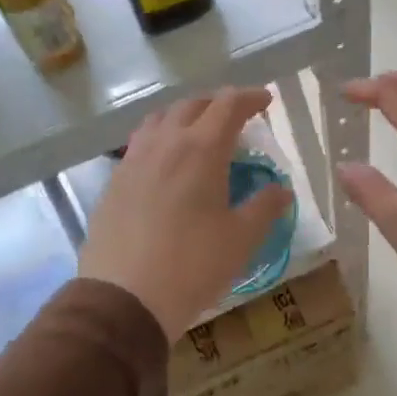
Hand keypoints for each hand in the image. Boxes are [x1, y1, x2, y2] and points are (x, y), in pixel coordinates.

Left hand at [79, 88, 294, 341]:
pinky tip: (166, 161)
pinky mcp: (114, 181)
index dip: (249, 98)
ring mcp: (134, 160)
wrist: (125, 298)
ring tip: (198, 130)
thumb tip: (282, 190)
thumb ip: (265, 207)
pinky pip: (140, 143)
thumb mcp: (241, 239)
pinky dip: (160, 137)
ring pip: (159, 119)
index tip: (266, 101)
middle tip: (236, 115)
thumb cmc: (193, 265)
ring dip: (184, 115)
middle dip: (217, 103)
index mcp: (201, 149)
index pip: (228, 106)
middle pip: (192, 105)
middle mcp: (165, 143)